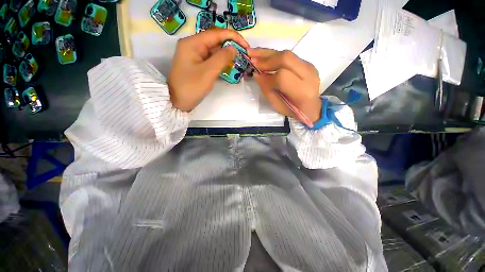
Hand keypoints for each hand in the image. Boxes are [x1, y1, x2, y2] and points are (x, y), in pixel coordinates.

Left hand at [169, 30, 248, 111]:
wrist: (178, 102)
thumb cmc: (191, 88)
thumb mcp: (207, 73)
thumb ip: (221, 58)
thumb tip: (234, 48)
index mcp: (192, 43)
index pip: (216, 34)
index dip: (233, 37)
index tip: (246, 46)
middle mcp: (193, 46)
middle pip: (215, 42)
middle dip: (230, 47)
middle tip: (244, 56)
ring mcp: (195, 56)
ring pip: (215, 51)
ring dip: (227, 56)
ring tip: (239, 61)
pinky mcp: (198, 65)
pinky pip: (212, 60)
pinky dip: (221, 63)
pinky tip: (230, 67)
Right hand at [248, 49, 321, 122]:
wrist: (312, 107)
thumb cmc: (293, 111)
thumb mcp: (277, 105)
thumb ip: (267, 90)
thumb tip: (257, 74)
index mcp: (302, 92)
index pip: (282, 77)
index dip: (267, 76)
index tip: (256, 75)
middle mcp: (309, 75)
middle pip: (286, 59)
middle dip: (266, 59)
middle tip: (251, 59)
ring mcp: (310, 67)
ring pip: (287, 53)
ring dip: (268, 53)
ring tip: (253, 52)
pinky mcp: (307, 63)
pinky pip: (289, 55)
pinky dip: (274, 55)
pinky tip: (264, 55)